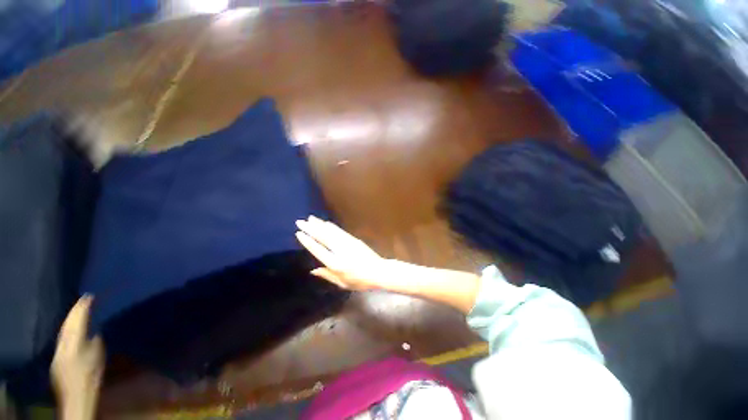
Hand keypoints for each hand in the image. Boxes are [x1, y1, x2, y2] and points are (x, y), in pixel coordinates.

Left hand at [52, 296, 104, 411]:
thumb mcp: (98, 356)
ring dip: (70, 318)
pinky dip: (66, 328)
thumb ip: (95, 341)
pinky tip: (70, 326)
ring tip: (77, 308)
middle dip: (74, 311)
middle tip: (83, 299)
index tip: (89, 295)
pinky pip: (62, 337)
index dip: (82, 308)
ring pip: (63, 330)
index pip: (77, 320)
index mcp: (74, 341)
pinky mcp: (57, 356)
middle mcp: (63, 342)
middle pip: (67, 324)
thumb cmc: (92, 375)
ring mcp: (58, 350)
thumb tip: (95, 330)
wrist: (77, 395)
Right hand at [295, 216, 411, 290]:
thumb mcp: (342, 283)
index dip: (308, 241)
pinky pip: (340, 231)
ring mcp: (347, 243)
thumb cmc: (360, 281)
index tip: (299, 233)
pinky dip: (332, 226)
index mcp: (335, 264)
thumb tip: (313, 270)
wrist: (378, 271)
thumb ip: (327, 275)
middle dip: (311, 228)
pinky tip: (326, 223)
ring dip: (320, 224)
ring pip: (331, 232)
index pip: (318, 250)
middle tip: (300, 221)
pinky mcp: (353, 239)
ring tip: (310, 218)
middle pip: (323, 237)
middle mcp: (340, 251)